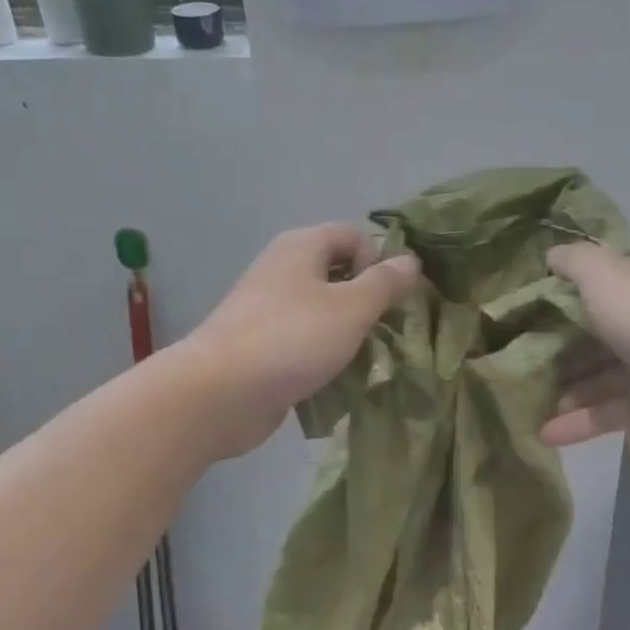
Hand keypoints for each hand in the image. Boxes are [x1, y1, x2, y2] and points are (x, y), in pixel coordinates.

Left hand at [179, 224, 421, 457]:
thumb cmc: (292, 339)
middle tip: (385, 331)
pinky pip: (304, 341)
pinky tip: (336, 379)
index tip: (390, 298)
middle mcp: (283, 270)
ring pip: (323, 311)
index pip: (353, 236)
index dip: (378, 261)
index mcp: (301, 247)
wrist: (218, 393)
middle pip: (338, 273)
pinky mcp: (261, 346)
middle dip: (367, 300)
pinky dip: (323, 355)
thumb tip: (411, 260)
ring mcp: (268, 309)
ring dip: (348, 332)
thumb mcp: (352, 308)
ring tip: (365, 359)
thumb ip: (385, 283)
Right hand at [541, 245, 629, 462]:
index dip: (559, 297)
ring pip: (604, 376)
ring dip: (569, 392)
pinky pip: (618, 410)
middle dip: (558, 352)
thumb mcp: (607, 276)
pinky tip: (551, 434)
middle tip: (520, 370)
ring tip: (531, 411)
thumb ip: (575, 261)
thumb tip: (552, 257)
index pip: (596, 282)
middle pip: (596, 332)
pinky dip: (586, 420)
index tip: (522, 318)